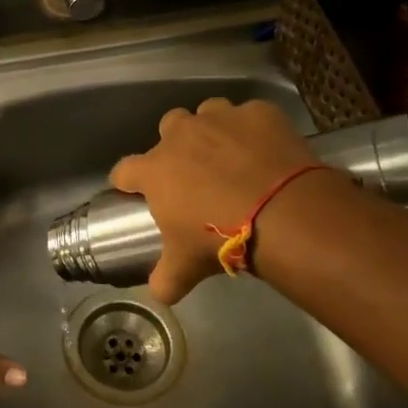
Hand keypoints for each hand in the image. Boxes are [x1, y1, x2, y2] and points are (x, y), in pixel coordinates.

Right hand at [111, 98, 323, 302]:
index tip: (133, 190)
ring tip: (229, 156)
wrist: (282, 212)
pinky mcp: (258, 113)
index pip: (125, 170)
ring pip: (207, 113)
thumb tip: (159, 294)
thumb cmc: (220, 237)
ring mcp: (220, 118)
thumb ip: (166, 278)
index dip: (127, 181)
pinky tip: (265, 151)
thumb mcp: (187, 266)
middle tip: (192, 172)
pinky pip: (249, 116)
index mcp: (156, 170)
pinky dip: (253, 130)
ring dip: (212, 130)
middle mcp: (182, 135)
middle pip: (168, 128)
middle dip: (175, 145)